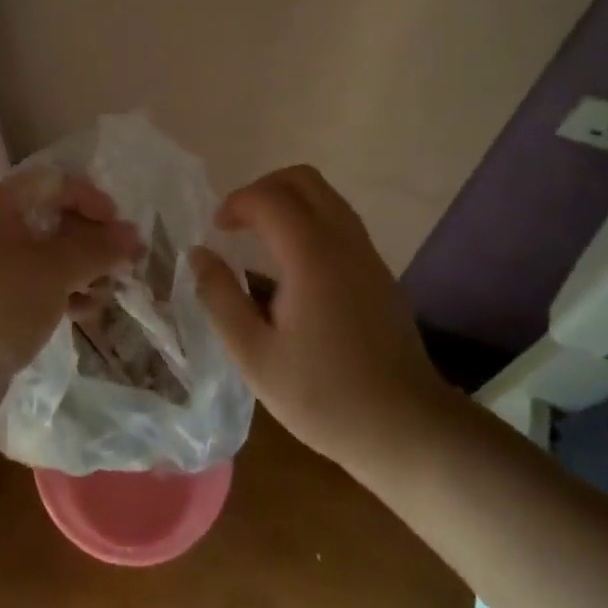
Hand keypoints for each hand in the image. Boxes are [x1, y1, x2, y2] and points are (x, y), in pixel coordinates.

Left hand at [0, 170, 140, 435]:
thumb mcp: (51, 273)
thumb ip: (95, 248)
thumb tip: (133, 232)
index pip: (52, 182)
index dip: (89, 198)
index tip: (118, 226)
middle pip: (54, 218)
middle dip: (93, 238)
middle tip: (126, 262)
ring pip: (50, 255)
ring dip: (84, 269)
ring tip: (109, 291)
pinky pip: (40, 285)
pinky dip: (66, 292)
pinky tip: (88, 311)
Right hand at [191, 166, 452, 476]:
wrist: (408, 429)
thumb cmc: (324, 396)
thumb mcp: (255, 356)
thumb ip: (221, 298)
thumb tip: (199, 254)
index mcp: (311, 256)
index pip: (269, 198)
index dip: (236, 203)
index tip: (216, 231)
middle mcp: (343, 241)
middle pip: (302, 179)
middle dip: (262, 189)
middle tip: (238, 223)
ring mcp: (367, 253)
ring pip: (325, 195)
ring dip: (287, 201)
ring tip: (260, 238)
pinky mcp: (379, 271)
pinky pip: (339, 219)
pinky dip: (309, 219)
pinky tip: (292, 263)